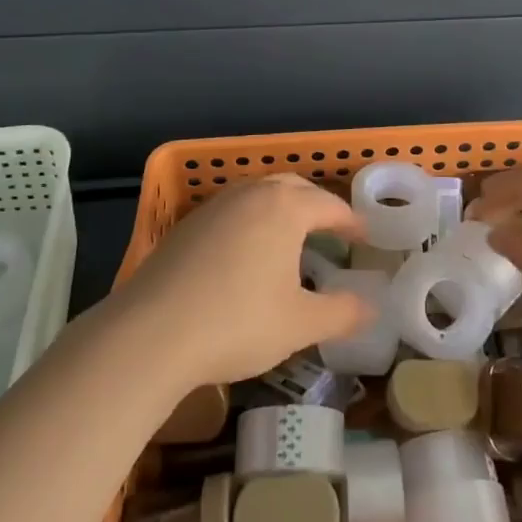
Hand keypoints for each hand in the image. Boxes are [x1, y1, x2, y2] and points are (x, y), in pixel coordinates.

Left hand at [114, 174, 371, 386]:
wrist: (150, 334)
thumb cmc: (237, 323)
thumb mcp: (300, 324)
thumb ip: (342, 312)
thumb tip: (372, 306)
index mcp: (285, 208)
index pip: (329, 206)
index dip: (352, 222)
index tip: (366, 236)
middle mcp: (251, 194)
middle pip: (293, 187)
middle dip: (316, 205)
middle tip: (332, 230)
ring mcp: (214, 206)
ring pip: (258, 194)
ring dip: (281, 209)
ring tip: (291, 238)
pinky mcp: (186, 226)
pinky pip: (232, 211)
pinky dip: (250, 222)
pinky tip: (246, 254)